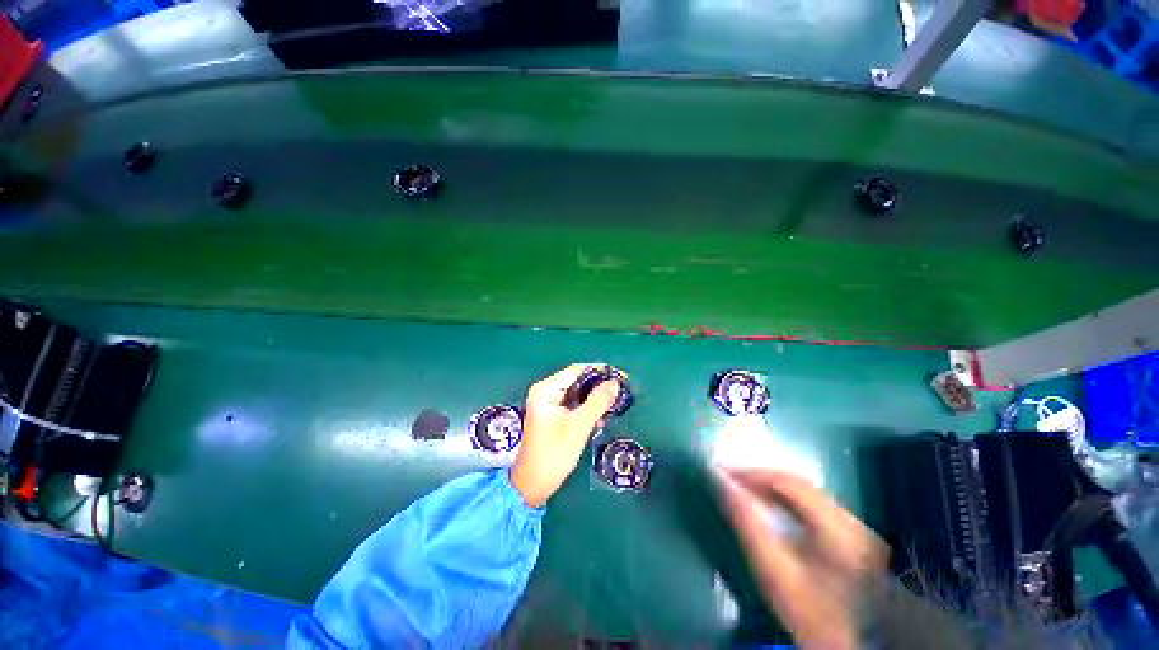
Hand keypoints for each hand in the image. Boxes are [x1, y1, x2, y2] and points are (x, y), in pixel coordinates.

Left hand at [510, 364, 619, 507]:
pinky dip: (588, 409)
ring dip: (595, 399)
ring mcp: (548, 404)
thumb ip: (597, 402)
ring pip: (577, 394)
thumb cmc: (554, 453)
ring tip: (614, 405)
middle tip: (621, 391)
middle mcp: (545, 392)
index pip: (576, 370)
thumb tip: (615, 383)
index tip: (620, 376)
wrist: (533, 485)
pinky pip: (574, 405)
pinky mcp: (553, 416)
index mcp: (546, 389)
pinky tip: (601, 418)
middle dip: (598, 386)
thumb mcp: (579, 426)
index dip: (599, 370)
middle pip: (577, 381)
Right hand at [717, 469, 887, 649]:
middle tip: (729, 479)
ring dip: (773, 487)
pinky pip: (813, 505)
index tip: (722, 473)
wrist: (851, 645)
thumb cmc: (810, 613)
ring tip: (744, 489)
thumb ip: (749, 526)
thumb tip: (724, 486)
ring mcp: (857, 528)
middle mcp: (851, 520)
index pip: (788, 483)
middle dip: (761, 478)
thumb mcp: (776, 574)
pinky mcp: (855, 537)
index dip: (753, 474)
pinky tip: (771, 507)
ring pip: (806, 493)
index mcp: (837, 528)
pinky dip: (787, 500)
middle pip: (799, 484)